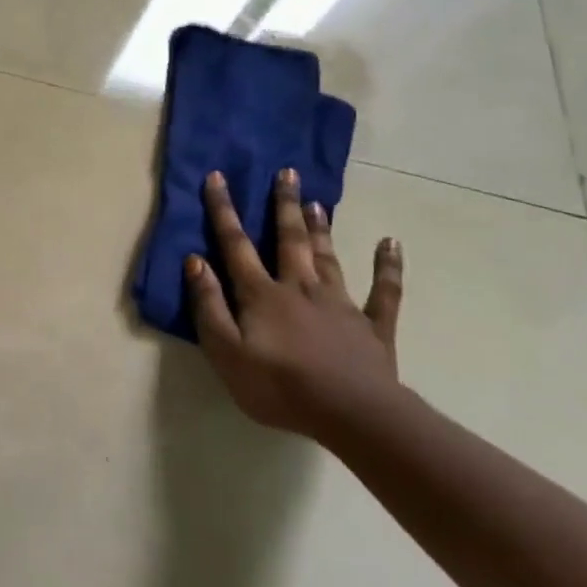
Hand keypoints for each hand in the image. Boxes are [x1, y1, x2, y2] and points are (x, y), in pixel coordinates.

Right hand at [184, 167, 403, 438]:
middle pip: (289, 239)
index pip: (235, 245)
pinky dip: (388, 266)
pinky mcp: (373, 326)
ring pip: (328, 257)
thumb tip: (195, 260)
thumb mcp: (225, 351)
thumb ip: (208, 305)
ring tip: (316, 201)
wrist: (351, 414)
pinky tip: (391, 243)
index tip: (218, 177)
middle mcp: (299, 287)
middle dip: (283, 205)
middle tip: (286, 172)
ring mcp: (340, 304)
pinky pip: (385, 291)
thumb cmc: (278, 386)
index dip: (223, 210)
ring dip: (321, 228)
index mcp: (261, 294)